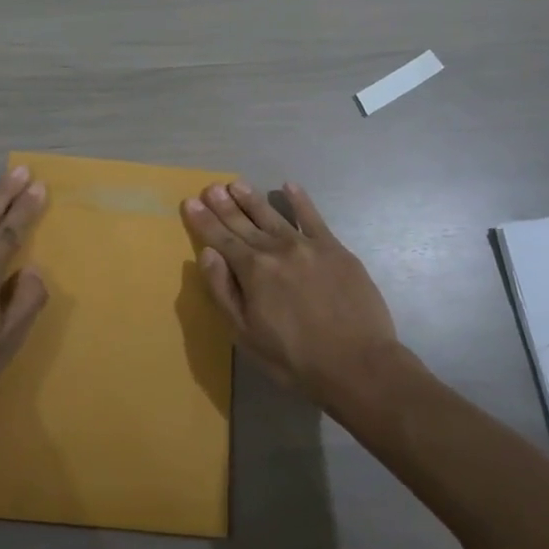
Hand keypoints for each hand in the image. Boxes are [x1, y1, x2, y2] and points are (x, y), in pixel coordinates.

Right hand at [182, 180, 397, 401]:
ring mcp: (308, 246)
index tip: (189, 203)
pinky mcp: (335, 249)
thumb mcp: (246, 334)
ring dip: (252, 198)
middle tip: (210, 187)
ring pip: (273, 215)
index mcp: (252, 270)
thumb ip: (224, 291)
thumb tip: (207, 254)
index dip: (203, 221)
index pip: (221, 239)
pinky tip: (288, 186)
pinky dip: (300, 200)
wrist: (358, 364)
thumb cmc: (294, 358)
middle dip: (224, 205)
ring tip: (236, 184)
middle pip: (244, 222)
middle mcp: (276, 249)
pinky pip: (313, 217)